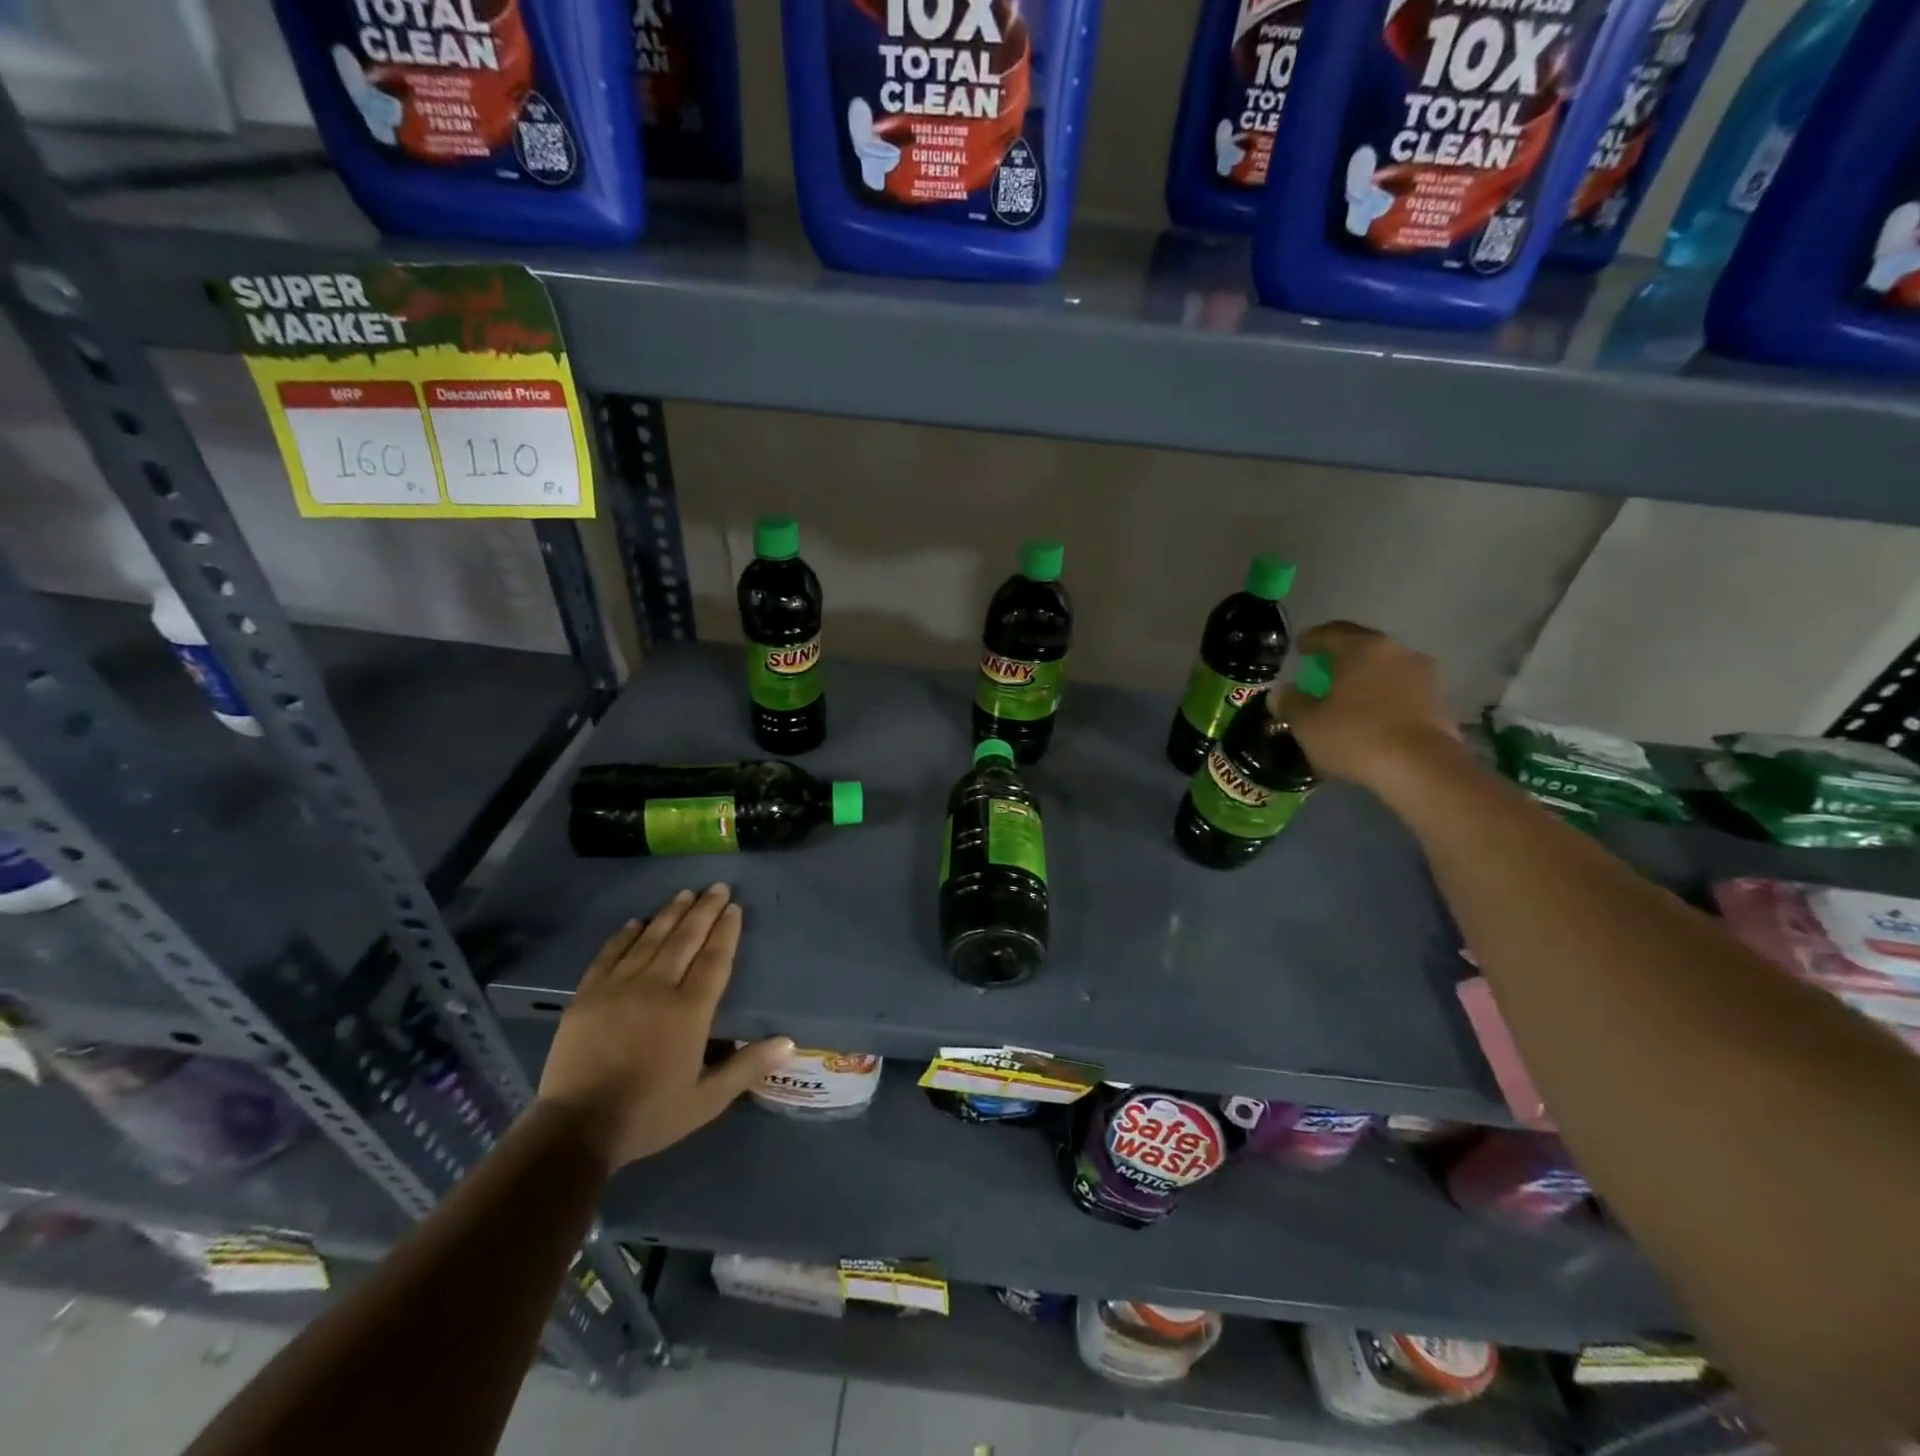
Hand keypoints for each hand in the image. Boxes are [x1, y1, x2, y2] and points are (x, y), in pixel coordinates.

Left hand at [535, 884, 791, 1168]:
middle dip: (703, 910)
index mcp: (689, 1011)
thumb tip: (790, 1042)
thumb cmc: (649, 1114)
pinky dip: (624, 936)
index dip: (726, 931)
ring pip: (650, 940)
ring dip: (670, 914)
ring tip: (685, 894)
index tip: (734, 907)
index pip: (715, 959)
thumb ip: (747, 1067)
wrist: (576, 1129)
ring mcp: (618, 988)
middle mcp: (657, 989)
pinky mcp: (587, 995)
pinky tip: (636, 922)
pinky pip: (609, 955)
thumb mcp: (706, 1100)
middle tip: (716, 886)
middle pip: (685, 940)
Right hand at [1276, 621, 1461, 791]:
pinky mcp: (1438, 701)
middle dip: (1340, 654)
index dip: (1311, 639)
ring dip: (1365, 675)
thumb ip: (1291, 703)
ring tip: (1348, 693)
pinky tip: (1371, 713)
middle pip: (1361, 645)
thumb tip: (1283, 693)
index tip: (1299, 648)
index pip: (1330, 633)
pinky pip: (1401, 689)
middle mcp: (1396, 651)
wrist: (1422, 768)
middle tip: (1321, 669)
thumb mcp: (1307, 723)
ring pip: (1384, 667)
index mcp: (1361, 647)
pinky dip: (1383, 695)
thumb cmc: (1355, 736)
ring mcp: (1422, 674)